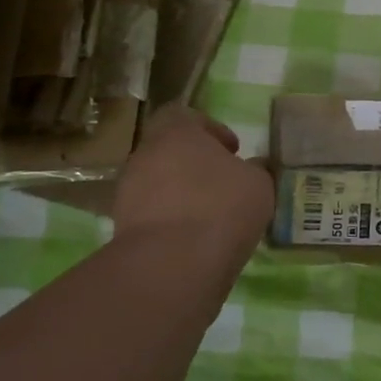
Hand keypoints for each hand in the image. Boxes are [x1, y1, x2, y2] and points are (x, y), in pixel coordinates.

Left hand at [112, 103, 274, 252]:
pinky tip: (195, 239)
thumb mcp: (259, 184)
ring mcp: (128, 192)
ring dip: (181, 194)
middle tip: (223, 183)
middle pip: (170, 150)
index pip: (184, 115)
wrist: (171, 265)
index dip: (210, 129)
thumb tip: (251, 168)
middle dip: (195, 164)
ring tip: (211, 216)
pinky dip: (171, 222)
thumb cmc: (221, 208)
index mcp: (177, 133)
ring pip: (159, 184)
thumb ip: (254, 170)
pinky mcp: (122, 228)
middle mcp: (145, 155)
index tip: (232, 150)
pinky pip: (152, 215)